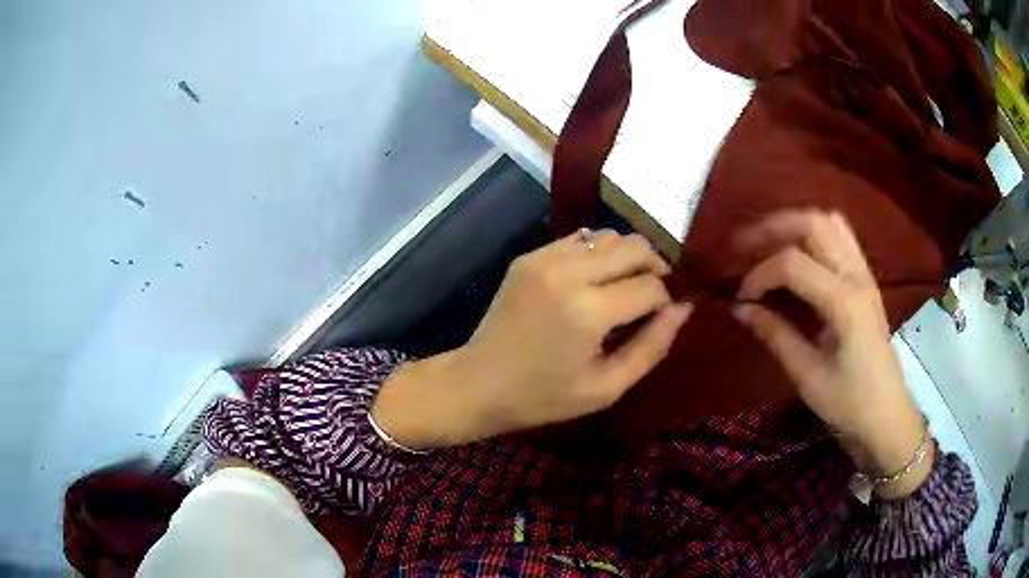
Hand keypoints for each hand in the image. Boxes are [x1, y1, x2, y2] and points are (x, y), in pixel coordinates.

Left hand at [372, 230, 691, 448]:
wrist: (478, 383)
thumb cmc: (544, 396)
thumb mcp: (607, 387)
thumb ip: (652, 346)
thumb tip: (683, 307)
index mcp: (588, 311)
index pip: (651, 285)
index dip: (665, 300)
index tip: (659, 318)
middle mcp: (568, 272)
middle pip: (635, 245)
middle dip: (653, 268)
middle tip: (649, 297)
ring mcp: (544, 258)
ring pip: (609, 235)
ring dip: (626, 258)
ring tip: (621, 289)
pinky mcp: (530, 256)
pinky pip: (579, 240)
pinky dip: (597, 255)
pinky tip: (591, 283)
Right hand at [733, 210, 931, 498]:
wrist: (886, 416)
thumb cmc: (849, 403)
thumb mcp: (807, 375)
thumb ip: (775, 334)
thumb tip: (739, 308)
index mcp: (844, 302)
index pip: (792, 263)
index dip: (759, 274)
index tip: (740, 299)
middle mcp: (857, 275)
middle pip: (813, 223)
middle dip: (772, 228)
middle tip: (742, 248)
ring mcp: (865, 274)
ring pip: (829, 222)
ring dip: (794, 226)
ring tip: (768, 245)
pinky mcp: (866, 280)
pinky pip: (840, 238)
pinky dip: (813, 236)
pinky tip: (798, 257)